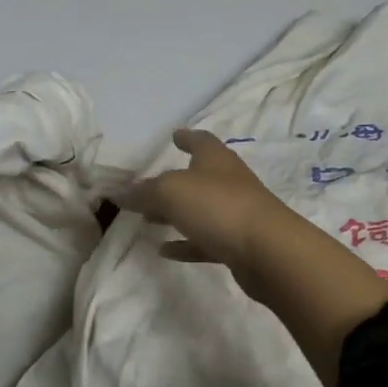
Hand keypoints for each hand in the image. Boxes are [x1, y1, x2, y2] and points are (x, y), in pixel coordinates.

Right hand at [121, 130, 387, 386]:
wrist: (268, 251)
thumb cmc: (219, 207)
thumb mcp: (171, 192)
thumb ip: (144, 192)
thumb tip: (118, 191)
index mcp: (215, 159)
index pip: (200, 140)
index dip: (186, 137)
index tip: (174, 135)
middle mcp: (228, 181)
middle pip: (198, 176)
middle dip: (174, 180)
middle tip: (148, 187)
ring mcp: (236, 213)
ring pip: (200, 210)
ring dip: (176, 213)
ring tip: (148, 220)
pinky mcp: (238, 245)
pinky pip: (205, 241)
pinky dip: (185, 243)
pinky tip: (164, 251)